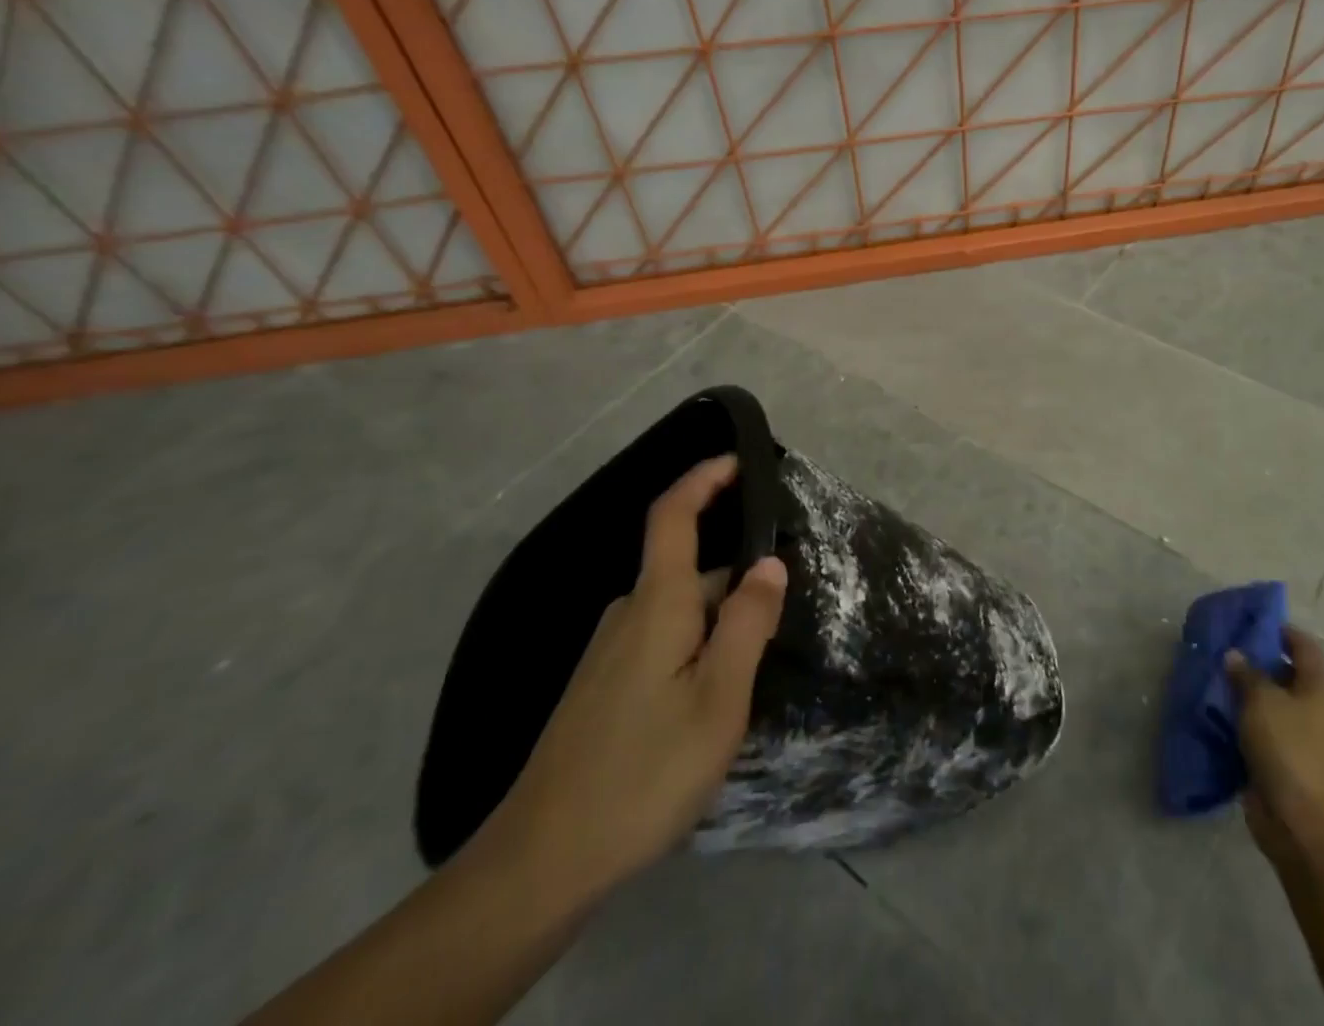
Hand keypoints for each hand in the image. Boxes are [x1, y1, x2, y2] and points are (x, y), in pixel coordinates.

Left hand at [486, 454, 787, 902]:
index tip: (739, 462)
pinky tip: (712, 699)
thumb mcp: (718, 698)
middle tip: (782, 617)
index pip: (673, 516)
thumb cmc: (644, 772)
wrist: (541, 861)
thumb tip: (770, 563)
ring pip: (679, 612)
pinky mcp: (603, 688)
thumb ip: (747, 623)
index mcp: (657, 603)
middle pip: (688, 570)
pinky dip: (697, 646)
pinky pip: (662, 641)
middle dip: (736, 578)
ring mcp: (610, 653)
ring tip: (756, 669)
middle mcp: (628, 614)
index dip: (703, 479)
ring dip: (719, 620)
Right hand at [1226, 628, 1323, 860]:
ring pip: (1270, 704)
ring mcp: (1300, 738)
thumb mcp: (1261, 701)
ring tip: (1212, 679)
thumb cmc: (1287, 749)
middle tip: (1222, 650)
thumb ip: (1246, 673)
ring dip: (1245, 693)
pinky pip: (1261, 730)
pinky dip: (1242, 721)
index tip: (1250, 622)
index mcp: (1318, 689)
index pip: (1304, 647)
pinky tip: (1216, 714)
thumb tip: (1235, 656)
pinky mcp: (1283, 761)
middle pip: (1285, 674)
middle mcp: (1314, 709)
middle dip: (1255, 661)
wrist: (1301, 823)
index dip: (1281, 631)